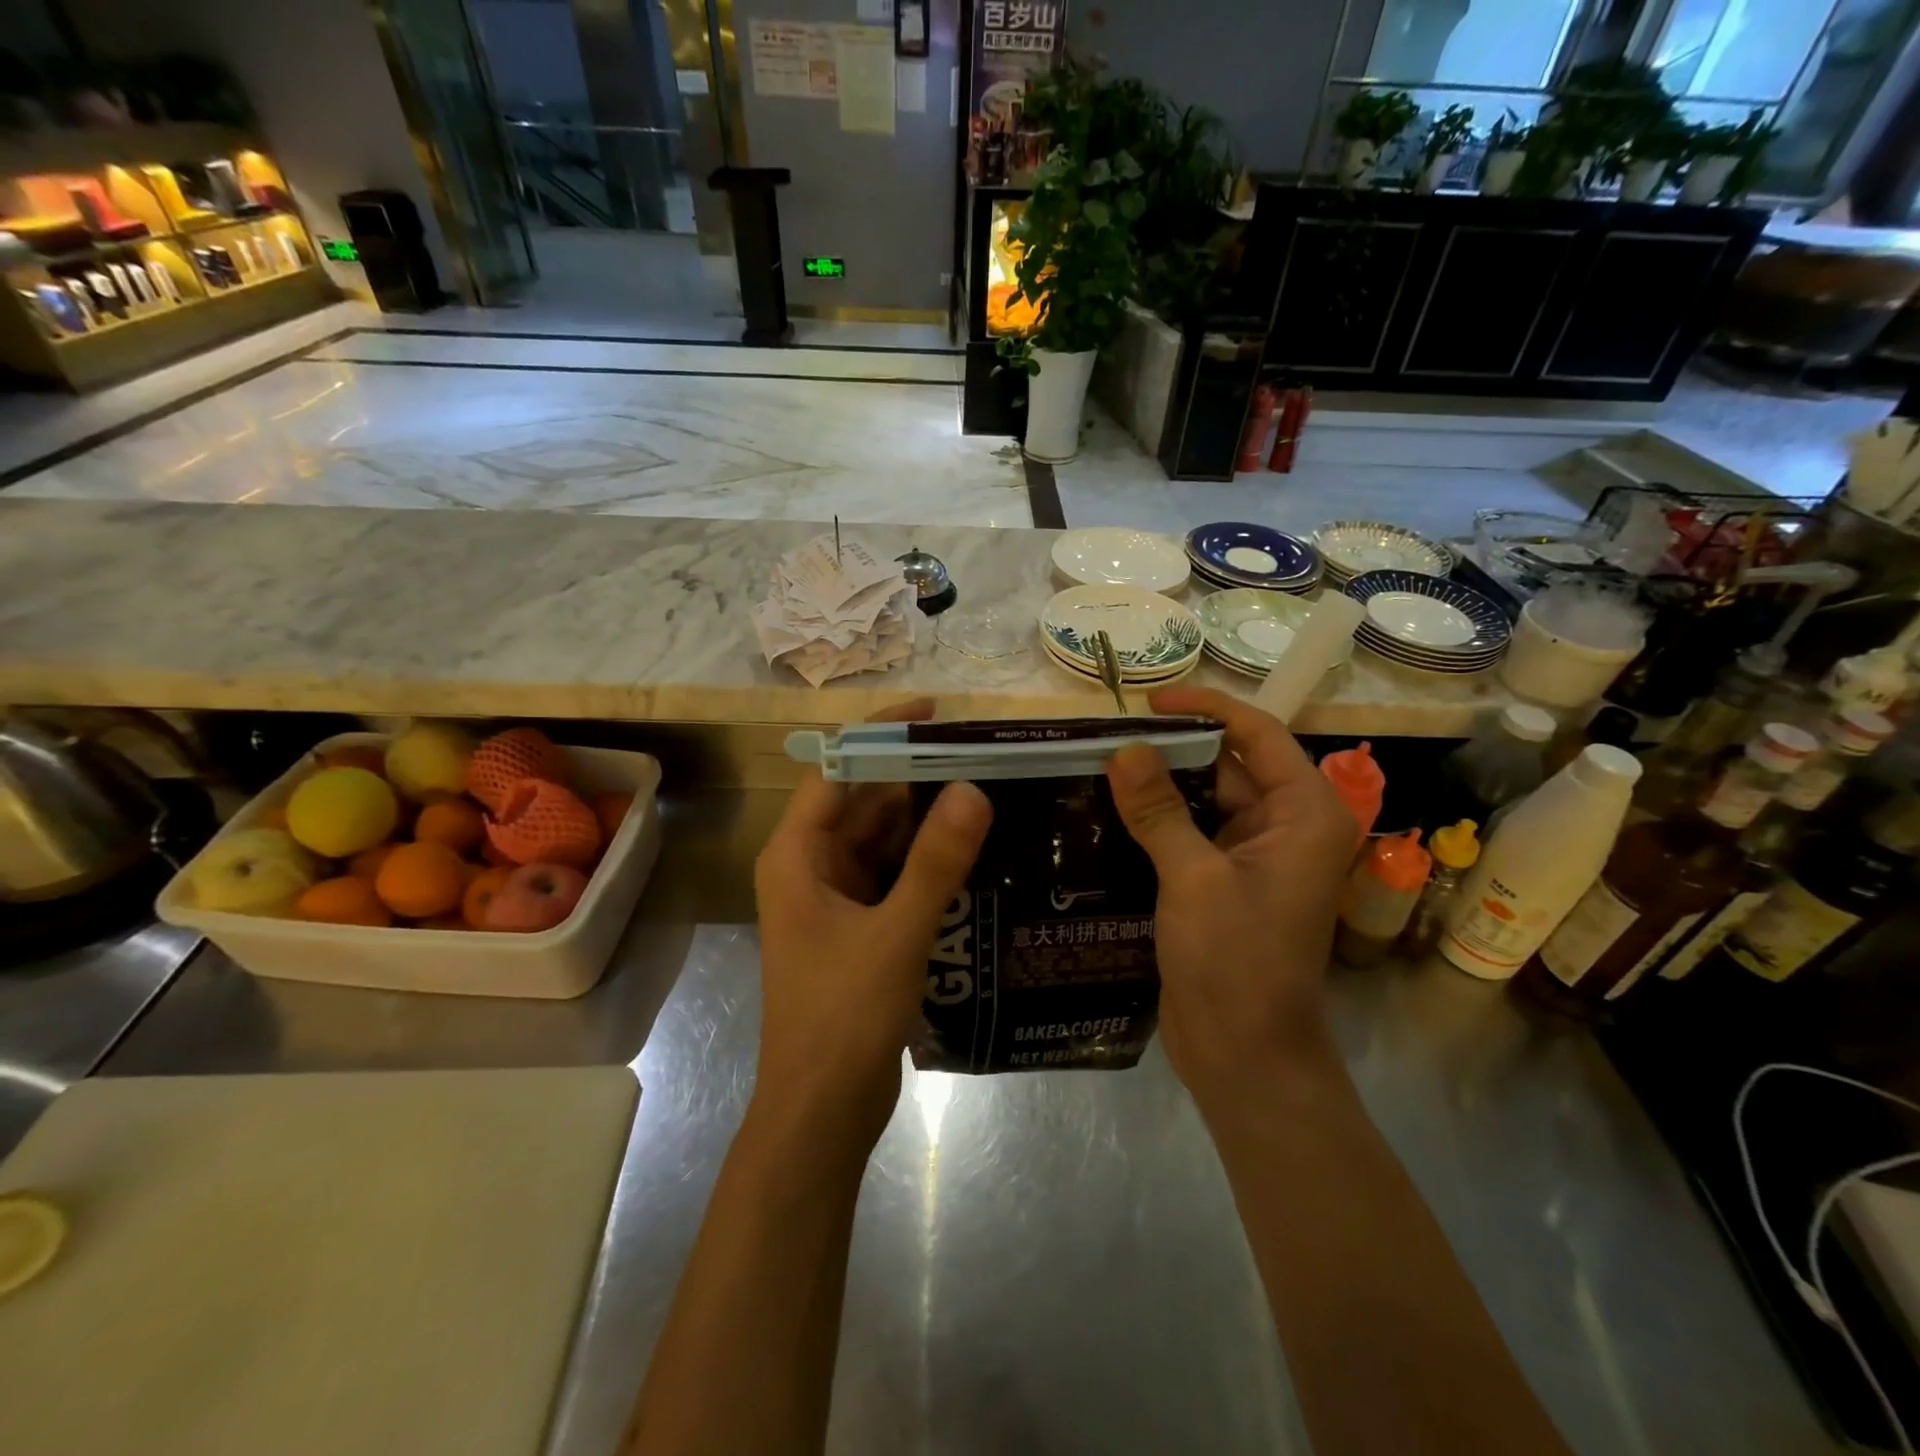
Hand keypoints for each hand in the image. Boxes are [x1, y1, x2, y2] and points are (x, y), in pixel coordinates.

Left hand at [753, 700, 992, 1147]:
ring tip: (988, 790)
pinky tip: (974, 850)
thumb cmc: (843, 1017)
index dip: (882, 734)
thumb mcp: (896, 933)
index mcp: (797, 855)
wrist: (821, 1111)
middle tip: (981, 754)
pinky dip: (927, 861)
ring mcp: (834, 898)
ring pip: (883, 840)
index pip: (837, 769)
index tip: (935, 712)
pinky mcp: (858, 927)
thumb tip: (973, 788)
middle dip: (916, 777)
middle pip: (864, 802)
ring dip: (926, 819)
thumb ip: (935, 861)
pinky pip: (894, 875)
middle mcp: (810, 866)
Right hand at [1105, 687, 1355, 1111]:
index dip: (1206, 709)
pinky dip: (1156, 821)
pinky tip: (1107, 812)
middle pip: (1228, 765)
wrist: (1245, 1055)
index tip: (1149, 701)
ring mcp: (1255, 856)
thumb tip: (1124, 749)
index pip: (1258, 734)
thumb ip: (1159, 811)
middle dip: (1172, 749)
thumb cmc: (1236, 963)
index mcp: (1304, 813)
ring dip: (1159, 785)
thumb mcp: (1193, 878)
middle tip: (1107, 734)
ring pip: (1204, 800)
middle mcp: (1286, 826)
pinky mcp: (1225, 881)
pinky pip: (1191, 833)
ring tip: (1097, 765)